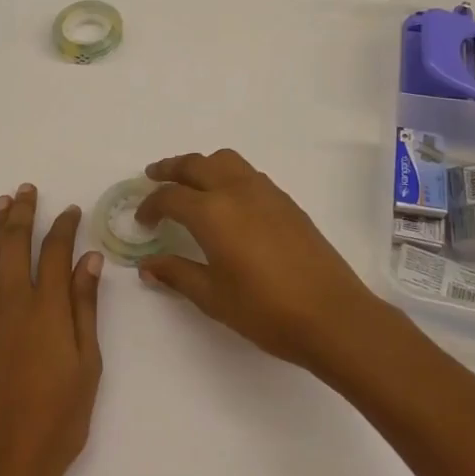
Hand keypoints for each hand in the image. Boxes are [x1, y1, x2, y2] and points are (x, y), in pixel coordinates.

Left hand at [0, 185, 104, 475]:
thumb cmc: (56, 422)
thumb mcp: (86, 366)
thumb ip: (85, 308)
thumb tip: (89, 260)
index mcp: (48, 308)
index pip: (56, 251)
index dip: (64, 226)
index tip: (72, 210)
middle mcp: (12, 301)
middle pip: (17, 243)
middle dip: (24, 213)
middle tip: (28, 189)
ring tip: (4, 202)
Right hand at [135, 149, 382, 369]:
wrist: (332, 315)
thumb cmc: (265, 310)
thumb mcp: (213, 297)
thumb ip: (177, 274)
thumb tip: (148, 264)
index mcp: (212, 212)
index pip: (170, 197)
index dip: (150, 206)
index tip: (142, 220)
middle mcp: (236, 190)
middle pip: (195, 164)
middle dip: (170, 169)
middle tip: (153, 177)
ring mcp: (265, 192)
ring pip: (225, 160)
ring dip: (201, 165)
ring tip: (190, 183)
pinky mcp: (286, 201)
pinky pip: (247, 173)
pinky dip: (227, 174)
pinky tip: (228, 201)